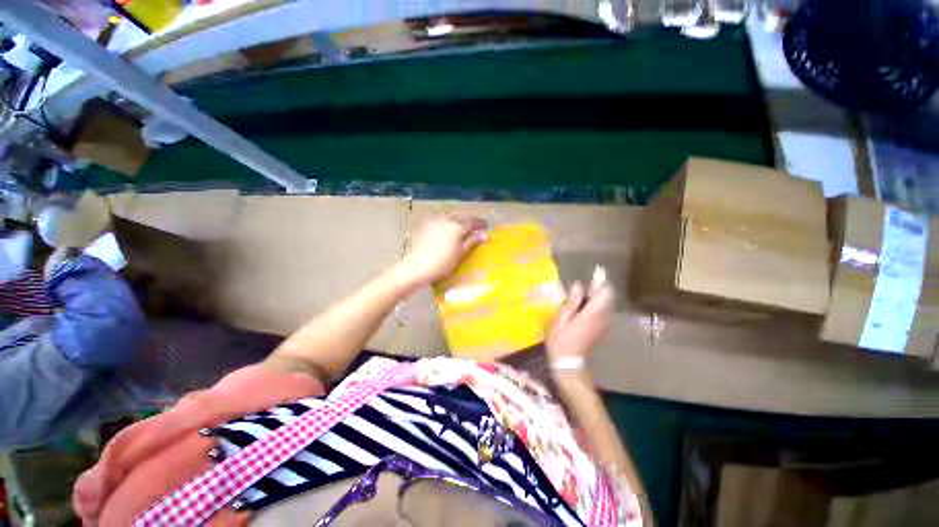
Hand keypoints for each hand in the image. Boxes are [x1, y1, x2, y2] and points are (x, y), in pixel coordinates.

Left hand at [400, 215, 487, 284]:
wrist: (416, 267)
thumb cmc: (442, 263)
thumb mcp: (461, 253)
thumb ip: (472, 241)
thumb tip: (485, 235)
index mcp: (456, 225)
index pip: (472, 221)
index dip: (480, 223)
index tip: (486, 226)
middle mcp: (445, 218)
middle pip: (460, 217)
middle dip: (468, 222)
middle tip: (474, 229)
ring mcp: (433, 221)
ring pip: (449, 218)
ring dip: (456, 222)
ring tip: (461, 230)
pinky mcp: (423, 226)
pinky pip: (438, 221)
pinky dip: (445, 224)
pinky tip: (446, 231)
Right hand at [546, 273, 614, 364]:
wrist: (569, 364)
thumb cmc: (561, 340)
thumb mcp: (560, 319)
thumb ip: (571, 302)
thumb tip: (578, 285)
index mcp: (593, 314)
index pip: (606, 292)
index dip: (601, 282)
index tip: (592, 275)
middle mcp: (603, 318)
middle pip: (607, 297)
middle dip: (596, 289)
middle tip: (580, 288)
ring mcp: (604, 325)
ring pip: (605, 304)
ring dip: (594, 298)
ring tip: (577, 298)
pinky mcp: (602, 330)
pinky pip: (602, 312)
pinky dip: (594, 306)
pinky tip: (580, 310)